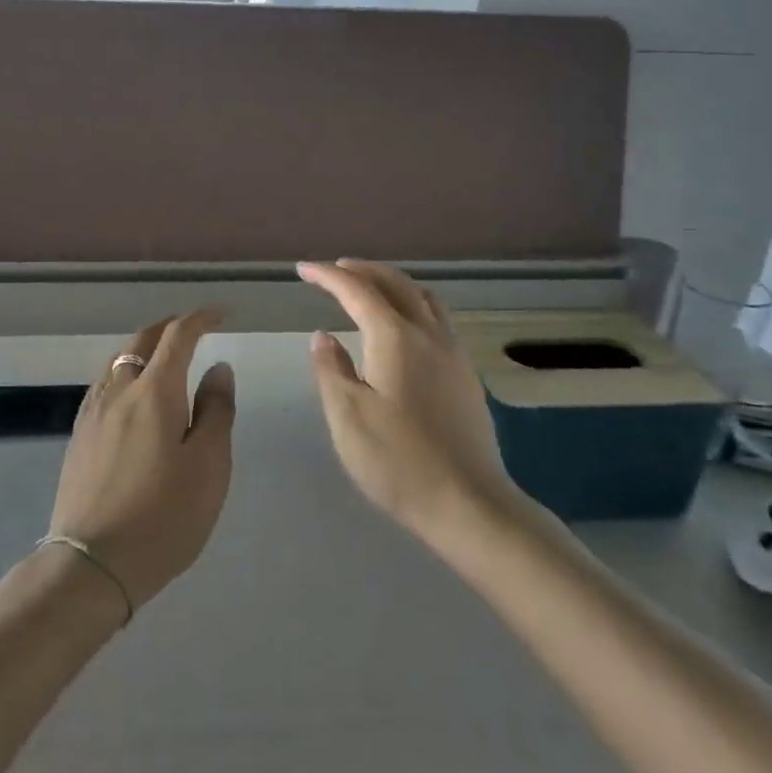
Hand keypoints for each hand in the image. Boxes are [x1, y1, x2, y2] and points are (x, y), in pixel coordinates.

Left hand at [48, 309, 234, 612]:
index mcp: (154, 391)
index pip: (178, 336)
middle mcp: (118, 390)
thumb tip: (218, 368)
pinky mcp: (78, 436)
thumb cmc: (164, 516)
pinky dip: (125, 372)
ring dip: (144, 349)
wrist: (92, 564)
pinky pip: (104, 385)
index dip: (201, 319)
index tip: (221, 315)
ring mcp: (92, 413)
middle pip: (142, 340)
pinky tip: (132, 395)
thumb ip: (216, 410)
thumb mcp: (209, 465)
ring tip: (164, 358)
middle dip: (169, 327)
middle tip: (193, 329)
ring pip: (118, 361)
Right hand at [299, 260, 522, 544]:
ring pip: (424, 298)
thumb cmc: (398, 461)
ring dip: (393, 283)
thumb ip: (331, 370)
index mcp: (395, 338)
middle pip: (396, 284)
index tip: (303, 269)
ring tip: (371, 288)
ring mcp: (454, 354)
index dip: (328, 276)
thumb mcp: (348, 417)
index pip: (357, 291)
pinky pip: (438, 319)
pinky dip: (414, 305)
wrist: (468, 503)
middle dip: (363, 271)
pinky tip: (405, 328)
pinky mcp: (467, 376)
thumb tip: (323, 336)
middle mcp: (429, 335)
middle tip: (335, 269)